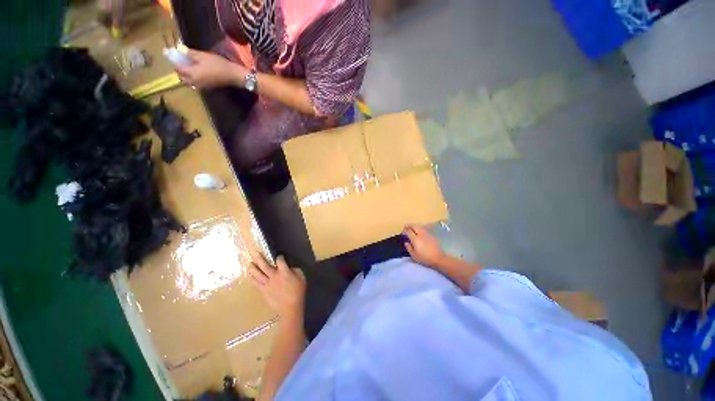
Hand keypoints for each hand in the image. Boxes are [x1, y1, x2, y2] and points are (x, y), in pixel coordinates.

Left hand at [175, 49, 245, 88]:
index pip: (178, 69)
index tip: (175, 56)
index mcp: (191, 74)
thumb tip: (181, 51)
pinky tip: (198, 73)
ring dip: (187, 76)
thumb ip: (190, 53)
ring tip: (190, 68)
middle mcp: (194, 82)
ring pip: (190, 82)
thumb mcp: (202, 55)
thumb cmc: (217, 64)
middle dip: (180, 71)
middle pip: (182, 78)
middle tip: (182, 63)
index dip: (176, 62)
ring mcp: (202, 86)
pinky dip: (195, 79)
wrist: (233, 75)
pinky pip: (197, 83)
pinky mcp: (208, 87)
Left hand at [248, 253, 306, 320]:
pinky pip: (256, 283)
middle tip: (254, 253)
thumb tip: (290, 267)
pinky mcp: (263, 291)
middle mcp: (274, 276)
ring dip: (253, 268)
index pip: (280, 261)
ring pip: (258, 274)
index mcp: (284, 272)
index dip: (279, 257)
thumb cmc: (298, 292)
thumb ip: (295, 270)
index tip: (279, 256)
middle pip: (265, 265)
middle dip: (259, 259)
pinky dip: (252, 278)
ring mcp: (267, 284)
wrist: (290, 308)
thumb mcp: (302, 278)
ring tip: (249, 263)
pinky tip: (249, 275)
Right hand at [403, 224, 445, 266]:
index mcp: (415, 239)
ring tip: (412, 228)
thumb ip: (409, 248)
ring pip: (419, 226)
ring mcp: (427, 234)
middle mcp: (421, 234)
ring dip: (414, 226)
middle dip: (409, 225)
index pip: (408, 231)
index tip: (402, 232)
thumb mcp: (414, 255)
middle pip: (414, 226)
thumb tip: (406, 242)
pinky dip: (419, 228)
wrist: (439, 258)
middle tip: (406, 226)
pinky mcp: (431, 235)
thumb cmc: (425, 258)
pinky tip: (419, 231)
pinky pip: (424, 229)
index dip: (404, 231)